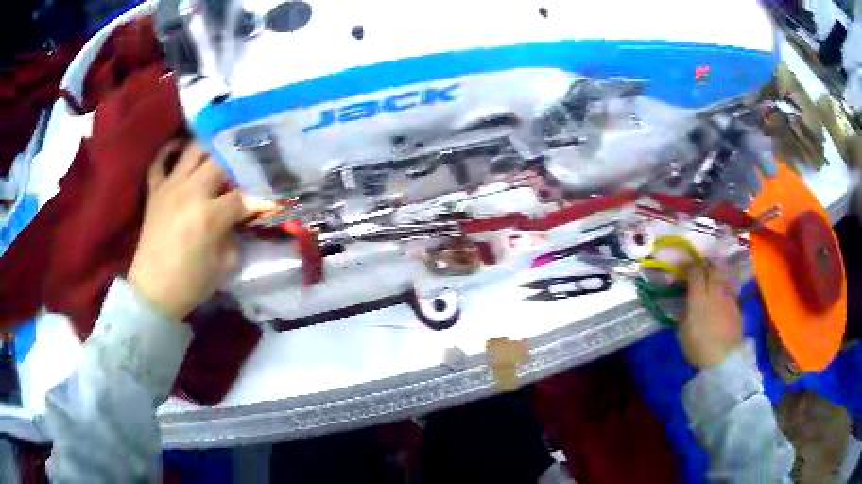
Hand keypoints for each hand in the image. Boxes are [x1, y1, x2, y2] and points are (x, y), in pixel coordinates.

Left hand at [128, 141, 247, 320]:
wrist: (153, 291)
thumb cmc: (191, 283)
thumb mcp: (225, 265)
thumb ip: (237, 234)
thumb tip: (242, 217)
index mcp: (209, 215)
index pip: (243, 196)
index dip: (260, 197)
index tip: (271, 198)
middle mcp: (190, 192)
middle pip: (221, 161)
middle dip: (239, 163)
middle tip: (248, 167)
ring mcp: (170, 187)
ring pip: (194, 150)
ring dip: (211, 149)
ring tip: (222, 152)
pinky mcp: (155, 191)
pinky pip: (160, 161)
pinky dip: (170, 152)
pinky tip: (181, 151)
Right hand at [678, 265, 742, 368]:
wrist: (724, 359)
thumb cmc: (698, 348)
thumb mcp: (683, 333)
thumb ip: (685, 315)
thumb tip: (686, 306)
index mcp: (699, 298)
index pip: (695, 272)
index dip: (690, 267)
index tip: (686, 269)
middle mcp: (715, 293)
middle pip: (713, 270)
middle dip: (707, 268)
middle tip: (702, 272)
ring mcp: (728, 300)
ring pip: (722, 282)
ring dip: (717, 283)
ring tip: (713, 291)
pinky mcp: (737, 309)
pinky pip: (728, 297)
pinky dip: (723, 298)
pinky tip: (721, 308)